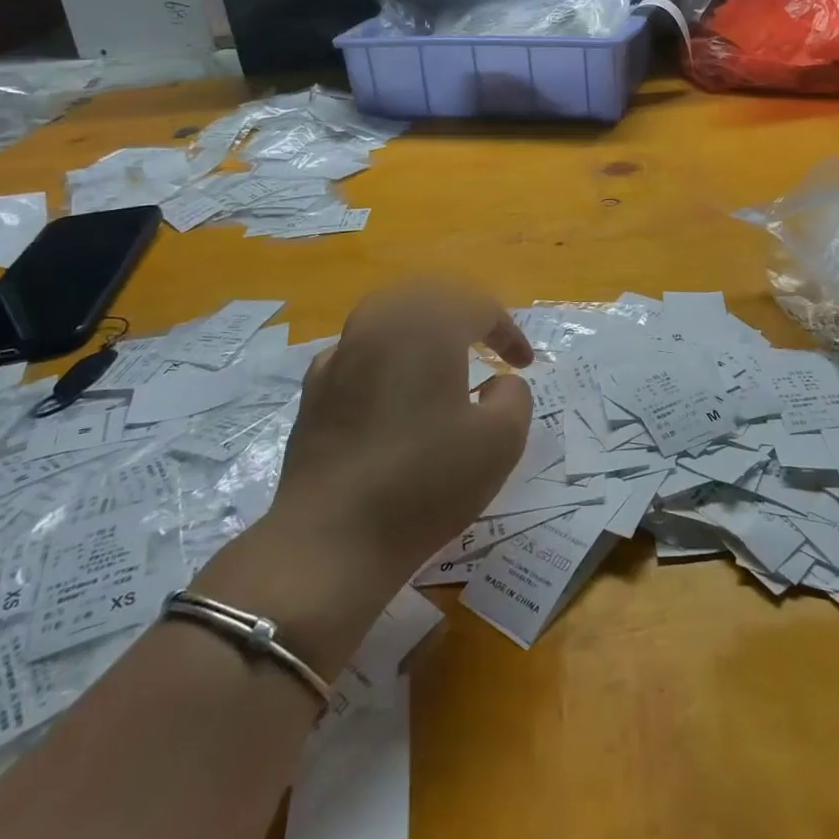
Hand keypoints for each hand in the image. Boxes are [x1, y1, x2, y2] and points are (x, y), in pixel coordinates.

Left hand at [205, 282, 535, 668]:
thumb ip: (515, 396)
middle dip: (464, 315)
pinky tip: (393, 387)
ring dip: (423, 328)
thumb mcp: (501, 441)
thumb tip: (498, 383)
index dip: (507, 331)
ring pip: (390, 315)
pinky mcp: (315, 387)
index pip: (478, 307)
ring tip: (443, 357)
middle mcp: (380, 323)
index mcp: (427, 326)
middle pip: (430, 298)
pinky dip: (386, 354)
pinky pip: (360, 348)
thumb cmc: (425, 483)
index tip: (524, 364)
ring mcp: (340, 352)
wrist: (331, 540)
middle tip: (488, 345)